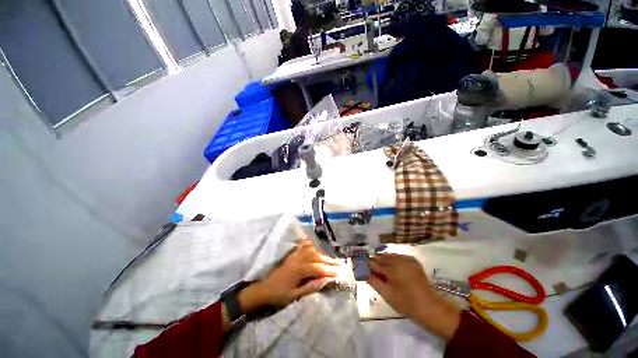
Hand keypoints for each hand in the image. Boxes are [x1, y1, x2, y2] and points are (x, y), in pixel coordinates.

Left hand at [241, 238, 341, 311]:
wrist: (264, 289)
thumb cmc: (279, 294)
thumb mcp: (295, 295)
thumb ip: (311, 287)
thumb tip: (326, 281)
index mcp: (299, 269)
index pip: (318, 268)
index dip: (330, 270)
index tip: (341, 272)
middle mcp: (298, 258)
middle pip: (317, 257)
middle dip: (330, 261)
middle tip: (341, 263)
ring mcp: (295, 254)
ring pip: (312, 250)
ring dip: (323, 253)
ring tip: (332, 257)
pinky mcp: (292, 253)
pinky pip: (303, 245)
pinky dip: (311, 244)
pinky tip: (316, 244)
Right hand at [367, 253, 460, 340]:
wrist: (428, 306)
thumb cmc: (404, 302)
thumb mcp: (385, 293)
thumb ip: (372, 280)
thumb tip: (361, 271)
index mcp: (391, 268)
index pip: (373, 262)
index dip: (366, 263)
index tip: (360, 265)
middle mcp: (398, 259)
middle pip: (381, 257)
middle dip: (374, 261)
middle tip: (370, 267)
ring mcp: (406, 258)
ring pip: (389, 255)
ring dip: (383, 259)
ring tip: (380, 267)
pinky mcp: (413, 260)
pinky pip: (398, 256)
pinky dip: (393, 259)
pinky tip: (392, 267)